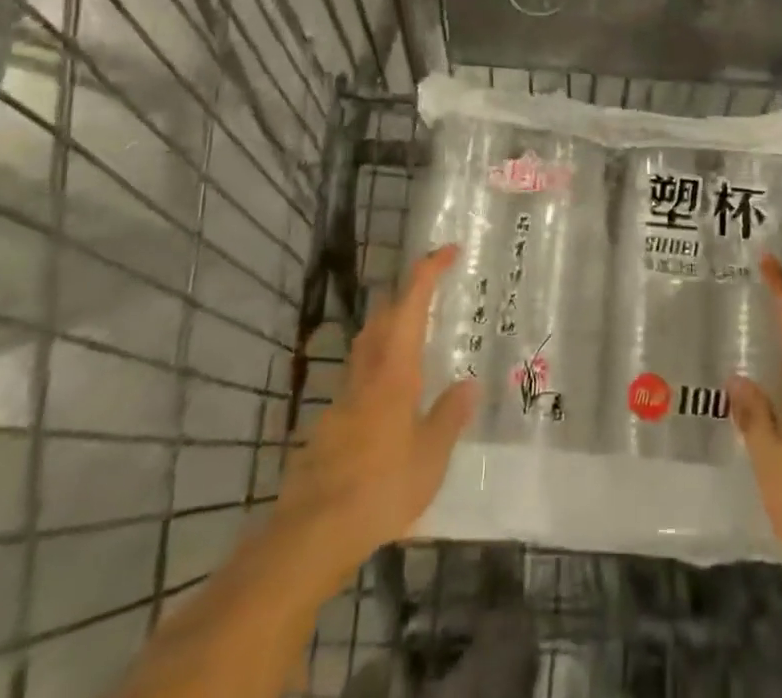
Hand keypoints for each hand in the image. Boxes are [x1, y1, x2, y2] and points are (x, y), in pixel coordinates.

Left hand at [268, 245, 476, 597]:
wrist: (313, 532)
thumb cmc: (381, 486)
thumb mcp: (431, 456)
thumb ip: (449, 417)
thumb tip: (468, 385)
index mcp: (395, 369)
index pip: (411, 302)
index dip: (428, 270)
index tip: (448, 250)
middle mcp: (366, 373)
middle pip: (382, 317)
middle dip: (405, 295)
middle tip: (432, 293)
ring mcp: (343, 398)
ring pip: (366, 346)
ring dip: (388, 329)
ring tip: (415, 340)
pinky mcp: (329, 425)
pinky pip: (358, 381)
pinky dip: (377, 371)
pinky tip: (390, 402)